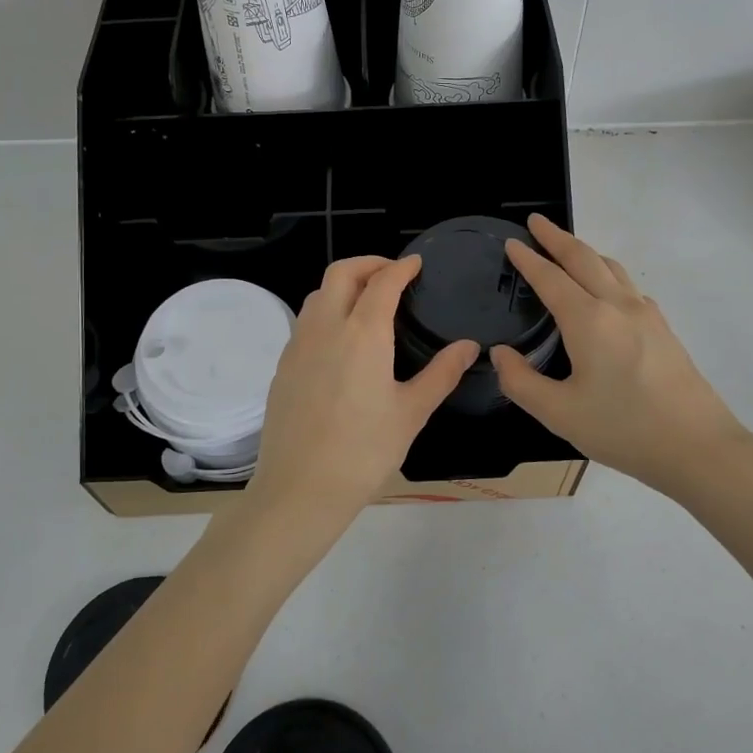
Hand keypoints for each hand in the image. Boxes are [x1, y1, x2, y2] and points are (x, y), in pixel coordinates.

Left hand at [247, 255, 477, 540]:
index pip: (382, 282)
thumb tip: (469, 346)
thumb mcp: (411, 412)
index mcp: (362, 333)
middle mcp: (326, 327)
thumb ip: (442, 373)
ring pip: (318, 294)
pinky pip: (305, 321)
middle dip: (368, 263)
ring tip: (367, 301)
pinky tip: (341, 338)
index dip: (401, 267)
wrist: (300, 488)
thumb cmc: (364, 451)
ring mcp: (298, 345)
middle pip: (341, 273)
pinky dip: (326, 310)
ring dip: (343, 285)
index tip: (416, 263)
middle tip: (392, 273)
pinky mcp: (283, 365)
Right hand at [491, 215, 752, 499]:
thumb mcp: (559, 413)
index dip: (528, 259)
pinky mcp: (664, 330)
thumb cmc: (624, 429)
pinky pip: (629, 287)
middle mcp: (618, 306)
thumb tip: (500, 354)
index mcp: (589, 320)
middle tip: (536, 221)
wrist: (699, 448)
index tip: (511, 242)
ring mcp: (647, 315)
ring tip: (568, 248)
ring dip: (585, 252)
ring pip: (612, 268)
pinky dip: (608, 274)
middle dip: (557, 238)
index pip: (551, 278)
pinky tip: (607, 291)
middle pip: (584, 259)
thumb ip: (521, 382)